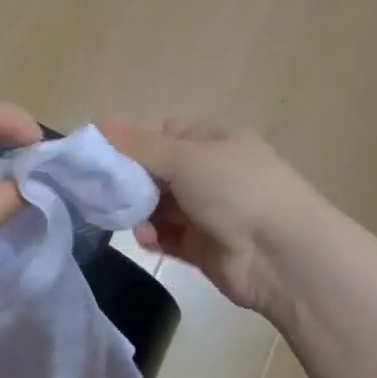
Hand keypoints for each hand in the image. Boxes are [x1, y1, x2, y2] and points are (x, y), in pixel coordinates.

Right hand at [98, 118, 321, 313]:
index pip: (158, 133)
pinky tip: (147, 238)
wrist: (283, 255)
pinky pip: (167, 236)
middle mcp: (208, 172)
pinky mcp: (202, 246)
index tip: (94, 153)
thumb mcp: (185, 157)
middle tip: (99, 190)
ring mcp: (206, 211)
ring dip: (138, 210)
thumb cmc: (235, 189)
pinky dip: (153, 236)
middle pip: (154, 170)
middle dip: (127, 180)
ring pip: (157, 205)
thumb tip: (98, 122)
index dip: (126, 140)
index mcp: (209, 140)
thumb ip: (138, 145)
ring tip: (127, 217)